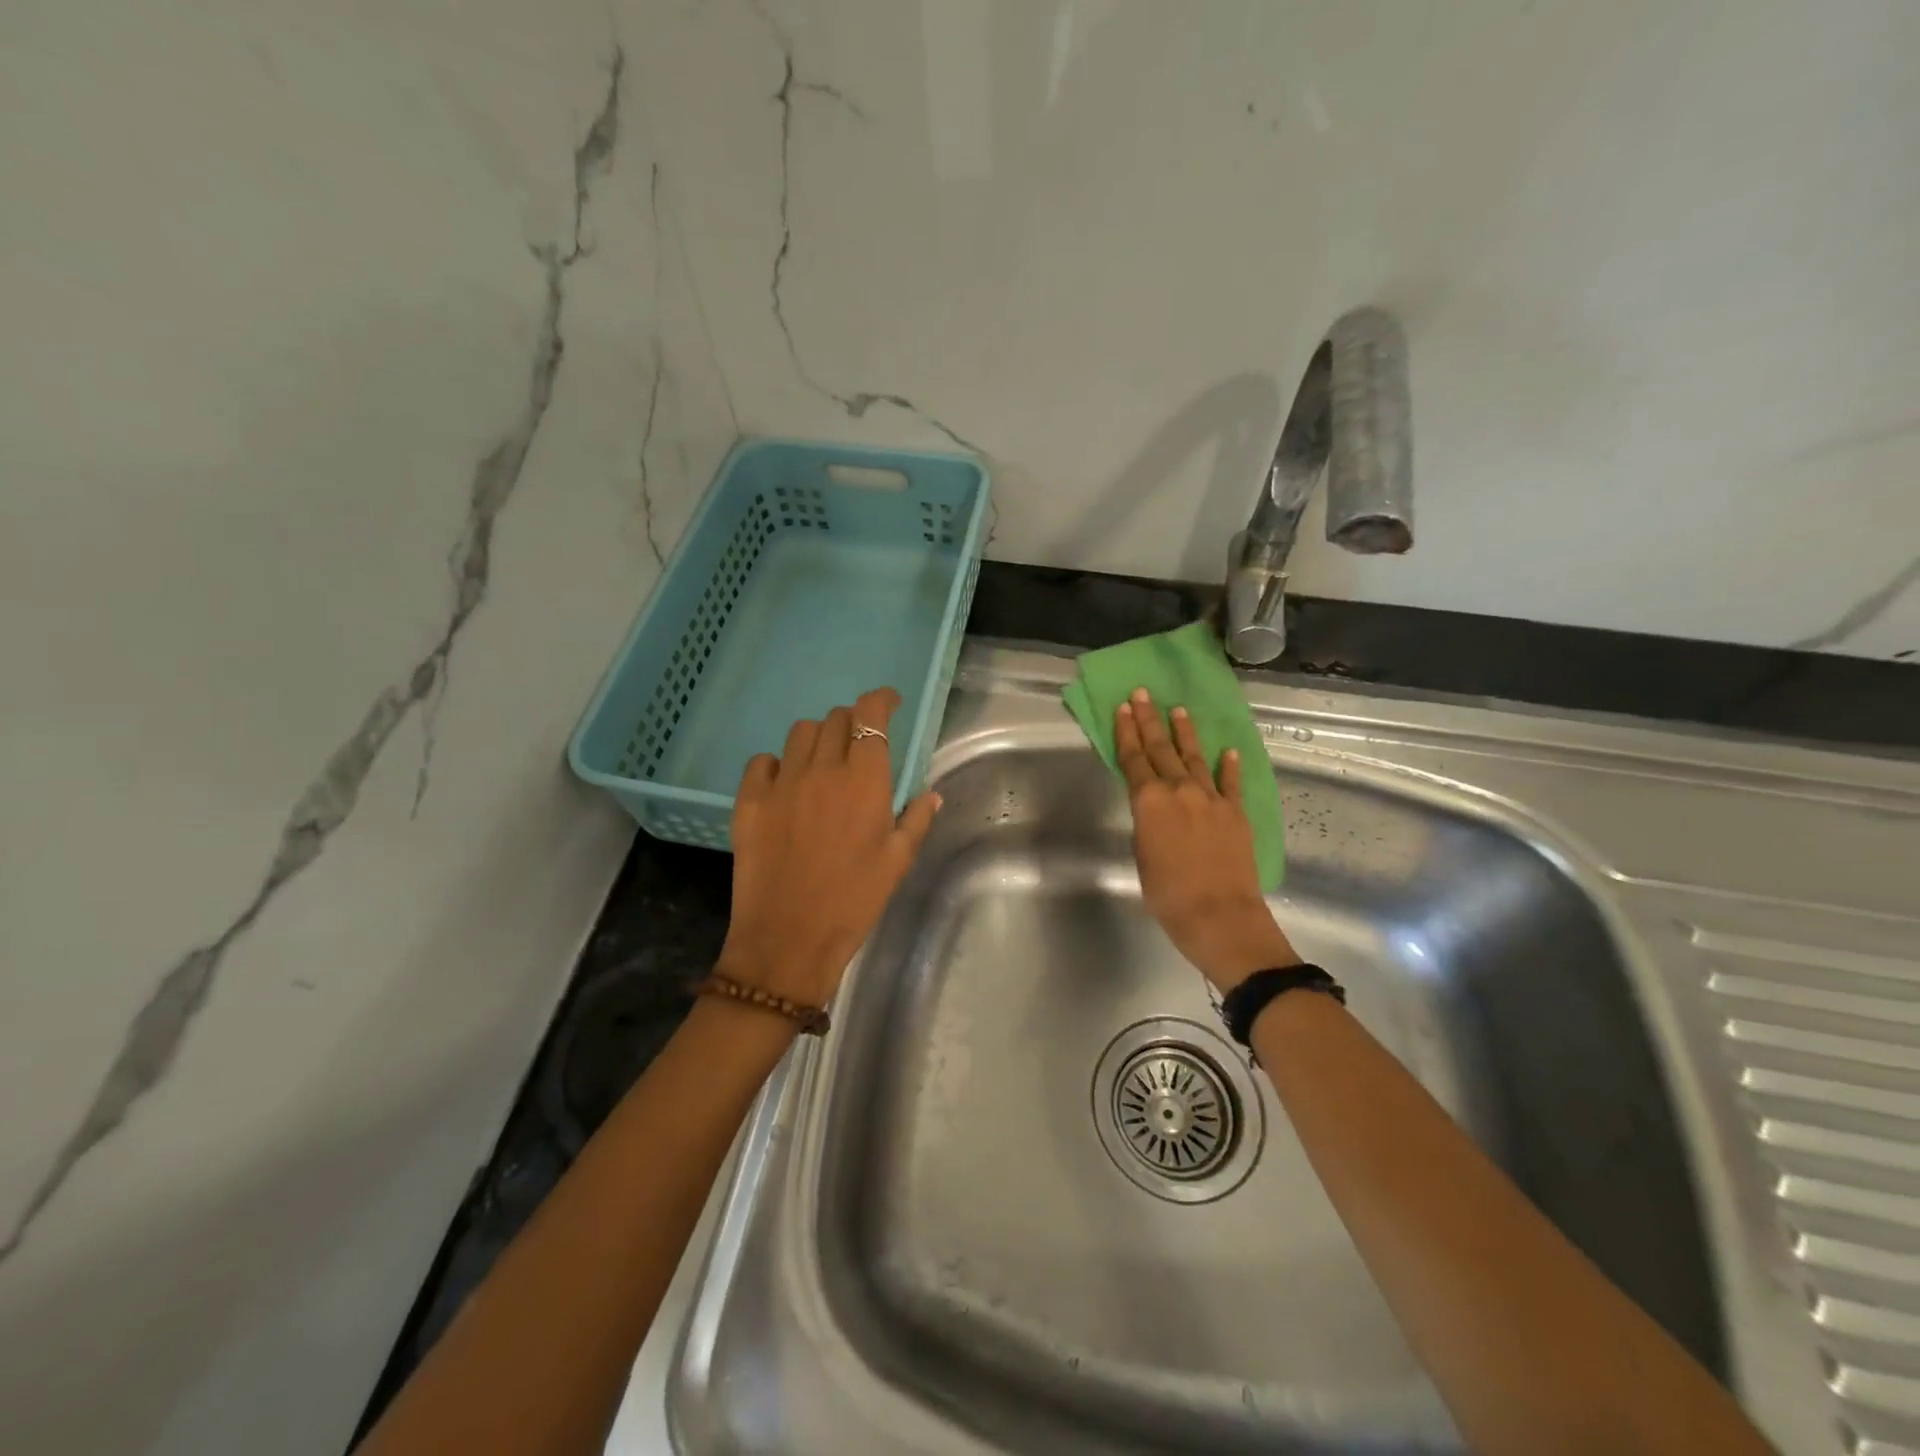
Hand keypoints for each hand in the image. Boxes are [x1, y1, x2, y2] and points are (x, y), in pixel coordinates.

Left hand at [718, 687, 941, 1009]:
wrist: (789, 939)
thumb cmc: (854, 901)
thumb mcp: (897, 863)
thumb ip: (917, 820)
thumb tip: (932, 794)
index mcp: (864, 780)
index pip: (870, 715)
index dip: (880, 700)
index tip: (889, 704)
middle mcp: (822, 769)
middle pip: (836, 718)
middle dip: (852, 723)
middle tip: (858, 746)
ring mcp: (782, 783)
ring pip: (800, 733)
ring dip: (818, 739)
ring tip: (823, 765)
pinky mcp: (749, 801)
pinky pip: (763, 762)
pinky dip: (778, 764)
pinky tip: (786, 786)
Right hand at [1115, 688, 1297, 991]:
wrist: (1219, 915)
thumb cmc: (1167, 894)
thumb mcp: (1142, 854)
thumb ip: (1147, 822)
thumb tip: (1154, 809)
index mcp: (1149, 801)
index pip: (1133, 759)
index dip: (1126, 732)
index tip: (1122, 708)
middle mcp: (1179, 790)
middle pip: (1161, 748)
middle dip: (1149, 720)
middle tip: (1142, 694)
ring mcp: (1211, 798)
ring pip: (1194, 757)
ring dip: (1185, 732)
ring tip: (1178, 710)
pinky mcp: (1236, 812)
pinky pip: (1230, 782)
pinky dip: (1228, 765)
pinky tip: (1228, 750)